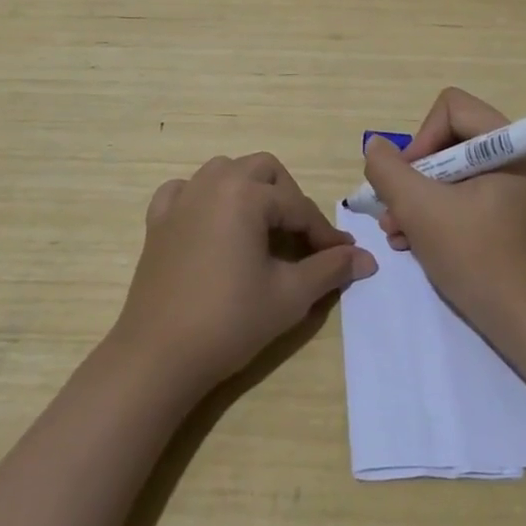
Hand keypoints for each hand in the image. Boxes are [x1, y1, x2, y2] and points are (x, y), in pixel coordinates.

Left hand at [112, 152, 375, 393]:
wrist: (159, 355)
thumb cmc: (230, 321)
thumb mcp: (290, 295)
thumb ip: (330, 268)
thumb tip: (367, 258)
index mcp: (247, 194)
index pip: (298, 207)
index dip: (324, 234)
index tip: (343, 257)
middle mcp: (213, 183)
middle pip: (264, 170)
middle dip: (289, 198)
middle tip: (302, 237)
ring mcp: (181, 199)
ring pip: (224, 171)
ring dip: (249, 189)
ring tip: (262, 226)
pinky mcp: (158, 221)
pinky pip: (184, 190)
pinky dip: (203, 197)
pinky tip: (212, 223)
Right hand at [362, 88, 525, 341]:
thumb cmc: (477, 259)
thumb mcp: (420, 210)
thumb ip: (389, 171)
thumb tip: (376, 147)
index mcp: (510, 146)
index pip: (451, 108)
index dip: (421, 138)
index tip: (408, 179)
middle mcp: (517, 158)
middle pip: (448, 139)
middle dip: (413, 176)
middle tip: (394, 209)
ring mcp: (513, 187)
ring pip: (450, 171)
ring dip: (417, 198)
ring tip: (397, 231)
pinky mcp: (506, 213)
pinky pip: (461, 195)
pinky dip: (434, 213)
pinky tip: (413, 242)